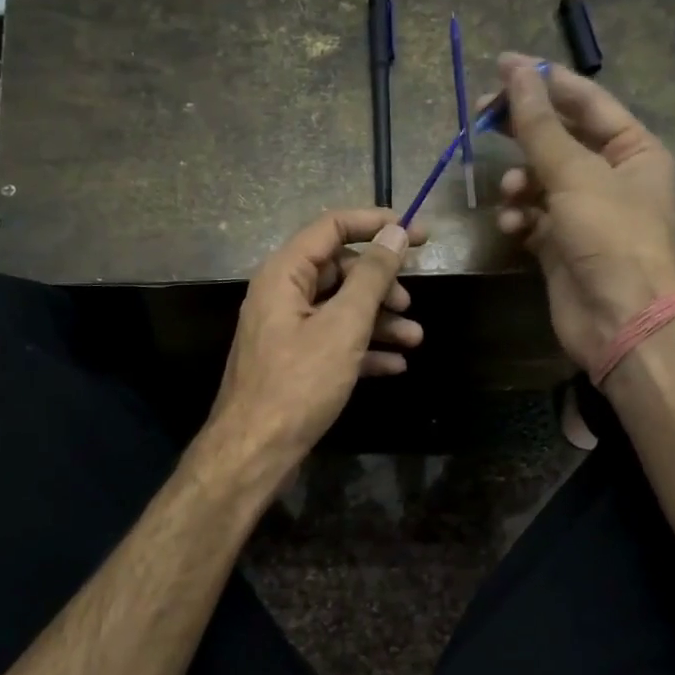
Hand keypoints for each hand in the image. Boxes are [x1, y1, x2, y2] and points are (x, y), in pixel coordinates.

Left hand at [203, 209, 424, 481]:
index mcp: (284, 274)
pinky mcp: (294, 362)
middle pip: (339, 270)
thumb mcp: (343, 326)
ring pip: (340, 309)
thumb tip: (396, 233)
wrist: (256, 451)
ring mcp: (287, 330)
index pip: (332, 227)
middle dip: (380, 283)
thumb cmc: (299, 383)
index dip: (376, 223)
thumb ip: (372, 277)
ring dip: (379, 320)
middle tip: (409, 301)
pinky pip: (334, 341)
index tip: (419, 233)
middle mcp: (282, 295)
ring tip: (414, 338)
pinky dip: (364, 348)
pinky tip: (395, 365)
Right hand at [493, 53, 674, 369]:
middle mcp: (610, 176)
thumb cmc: (610, 237)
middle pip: (558, 138)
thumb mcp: (575, 174)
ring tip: (510, 192)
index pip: (584, 101)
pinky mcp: (561, 246)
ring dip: (520, 181)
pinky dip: (520, 217)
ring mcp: (584, 213)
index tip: (500, 65)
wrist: (621, 319)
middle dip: (521, 130)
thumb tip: (516, 70)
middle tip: (479, 116)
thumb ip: (539, 124)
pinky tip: (513, 225)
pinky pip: (533, 218)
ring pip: (540, 180)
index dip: (543, 81)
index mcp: (632, 149)